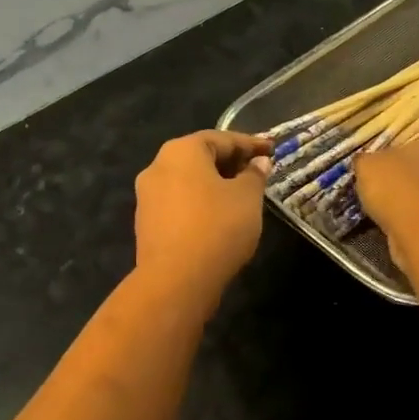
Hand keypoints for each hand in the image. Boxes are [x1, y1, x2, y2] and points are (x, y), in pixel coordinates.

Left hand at [133, 131, 273, 307]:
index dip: (250, 144)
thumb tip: (258, 163)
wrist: (176, 280)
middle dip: (230, 163)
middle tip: (257, 171)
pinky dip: (200, 203)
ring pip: (188, 182)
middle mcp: (158, 166)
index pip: (222, 138)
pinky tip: (220, 217)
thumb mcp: (247, 198)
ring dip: (215, 184)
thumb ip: (254, 175)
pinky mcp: (146, 224)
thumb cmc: (217, 227)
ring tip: (242, 196)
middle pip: (200, 157)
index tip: (271, 149)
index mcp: (181, 151)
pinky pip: (179, 204)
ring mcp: (147, 196)